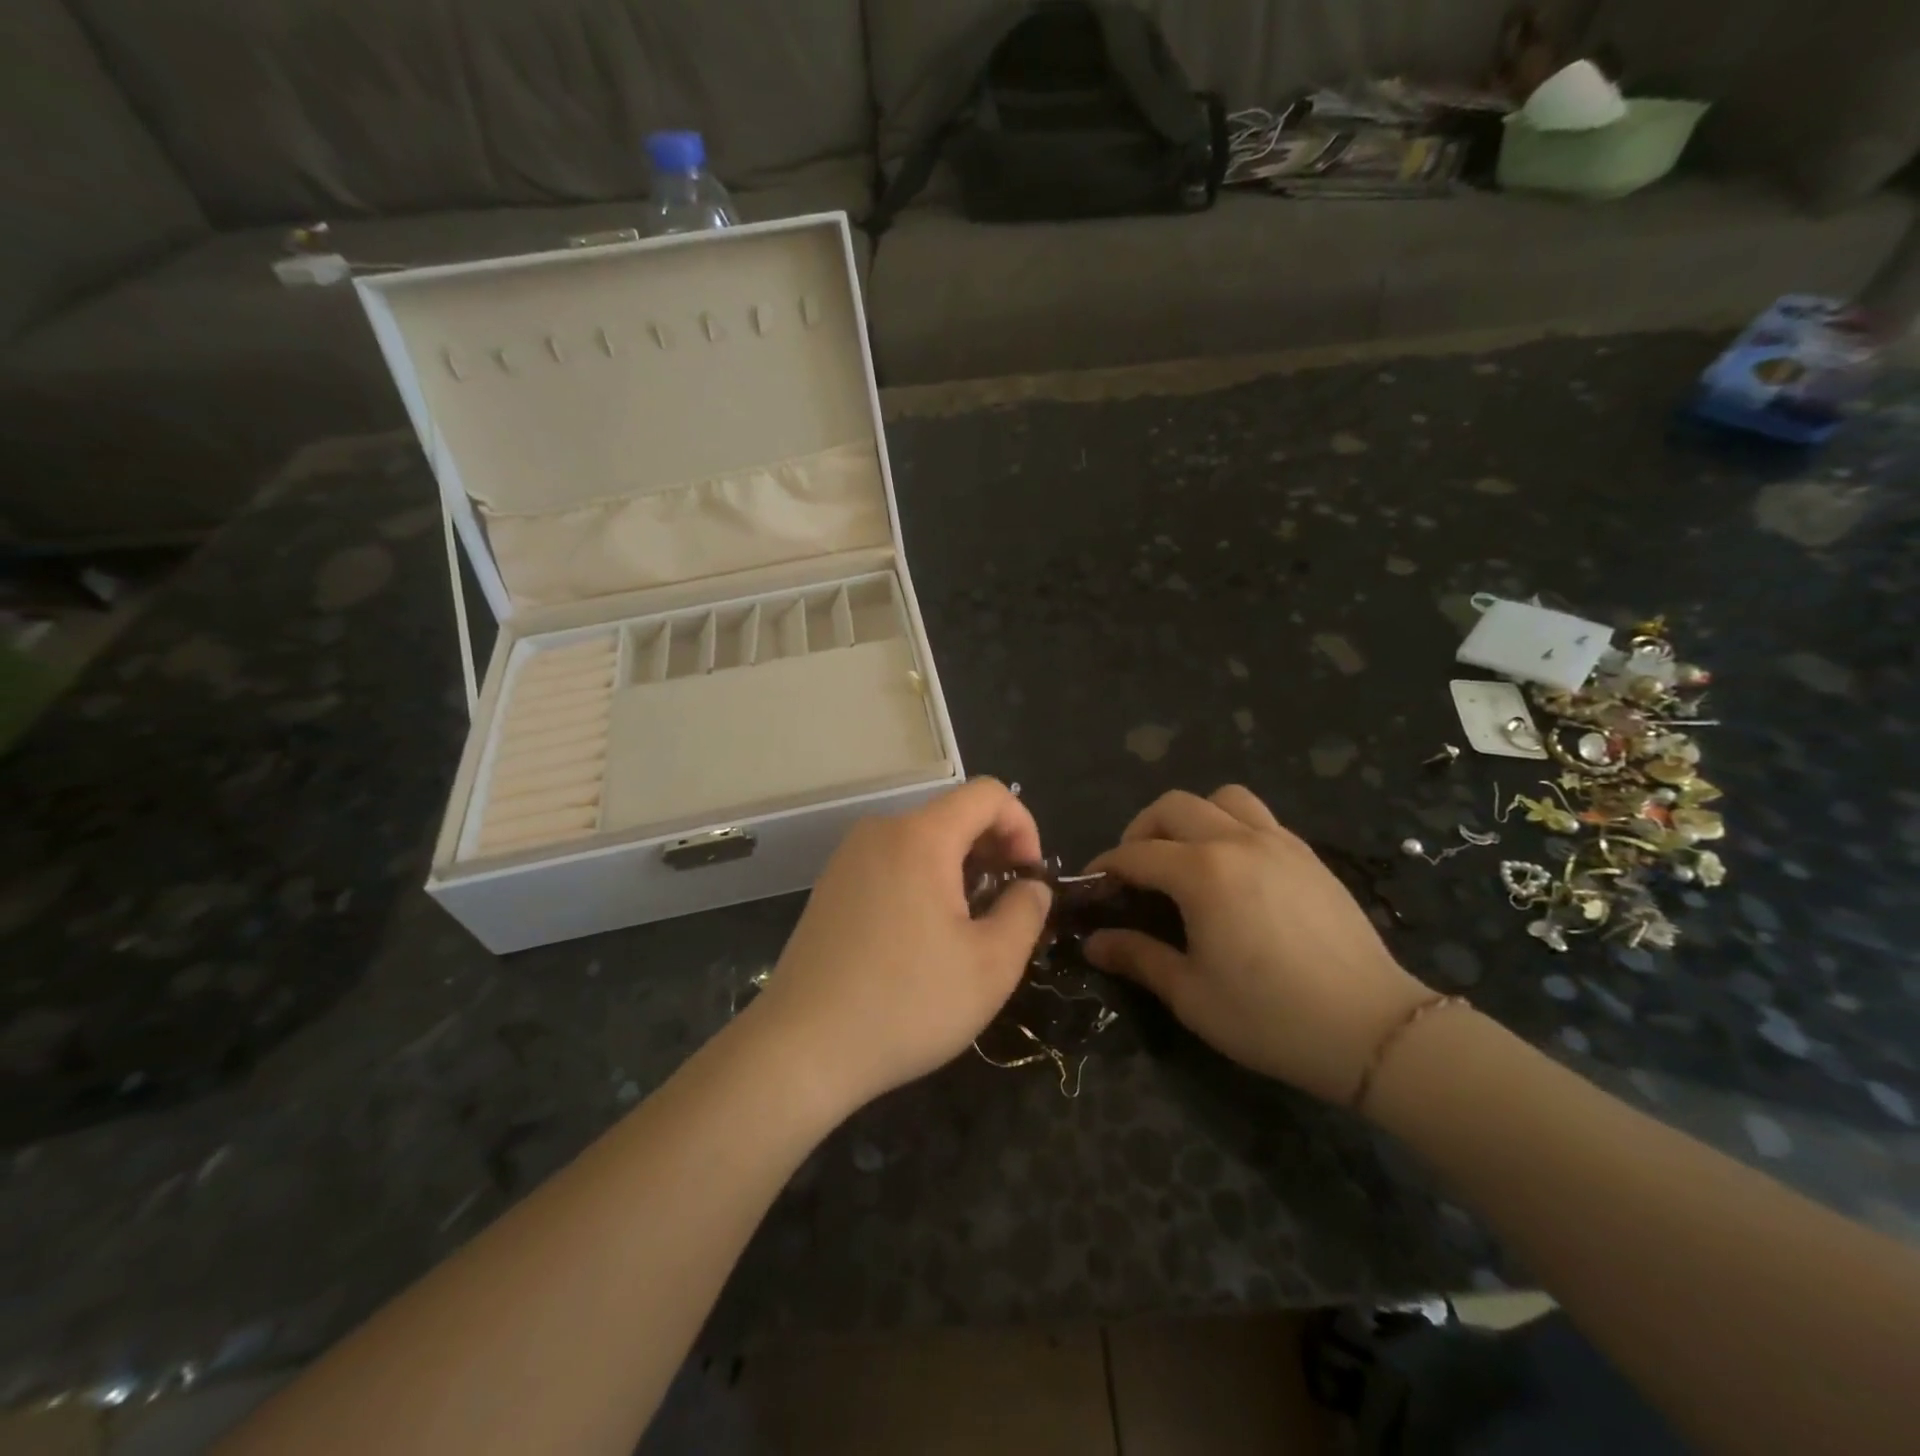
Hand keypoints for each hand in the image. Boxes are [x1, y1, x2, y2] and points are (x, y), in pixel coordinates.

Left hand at [750, 778, 1052, 1116]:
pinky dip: (923, 881)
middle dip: (993, 852)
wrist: (801, 1048)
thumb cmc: (907, 1003)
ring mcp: (848, 858)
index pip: (987, 794)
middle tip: (1007, 908)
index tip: (1029, 879)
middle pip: (954, 815)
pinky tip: (923, 938)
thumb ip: (1026, 911)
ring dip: (960, 870)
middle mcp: (880, 831)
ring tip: (968, 928)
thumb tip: (1031, 886)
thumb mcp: (992, 965)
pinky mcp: (831, 886)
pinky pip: (893, 863)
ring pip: (923, 841)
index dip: (1023, 826)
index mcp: (921, 836)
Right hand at [1084, 786, 1431, 1103]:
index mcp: (1202, 873)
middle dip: (1142, 831)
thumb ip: (1137, 957)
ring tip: (1186, 856)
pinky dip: (1231, 826)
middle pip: (1173, 807)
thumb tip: (1093, 942)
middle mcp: (1237, 841)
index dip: (1107, 867)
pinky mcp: (1308, 855)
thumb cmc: (1270, 1017)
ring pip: (1222, 798)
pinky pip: (1259, 817)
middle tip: (1136, 871)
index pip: (1136, 854)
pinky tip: (1233, 869)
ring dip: (1192, 817)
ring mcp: (1279, 842)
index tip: (1092, 887)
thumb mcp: (1191, 994)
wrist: (1373, 1030)